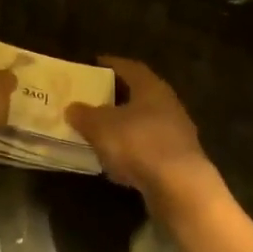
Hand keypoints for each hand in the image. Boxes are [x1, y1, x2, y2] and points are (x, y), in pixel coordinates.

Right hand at [65, 57, 216, 207]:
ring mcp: (177, 133)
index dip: (110, 64)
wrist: (180, 187)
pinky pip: (149, 147)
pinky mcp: (178, 160)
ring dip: (124, 125)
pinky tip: (116, 161)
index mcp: (151, 87)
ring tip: (100, 131)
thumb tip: (72, 107)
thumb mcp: (99, 126)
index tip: (93, 65)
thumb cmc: (138, 143)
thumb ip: (83, 114)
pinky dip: (132, 150)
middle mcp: (168, 104)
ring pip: (144, 122)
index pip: (129, 67)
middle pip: (139, 94)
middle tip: (92, 99)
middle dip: (116, 97)